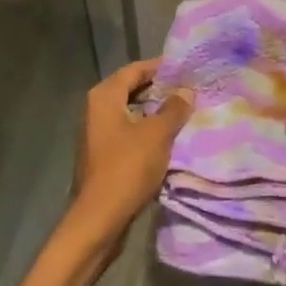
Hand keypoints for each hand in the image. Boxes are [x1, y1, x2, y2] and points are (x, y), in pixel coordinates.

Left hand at [66, 58, 193, 259]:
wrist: (99, 219)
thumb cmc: (127, 168)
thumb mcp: (157, 135)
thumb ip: (173, 109)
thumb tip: (186, 91)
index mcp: (104, 97)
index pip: (135, 69)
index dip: (160, 67)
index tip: (185, 67)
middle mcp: (96, 109)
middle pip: (131, 89)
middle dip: (159, 88)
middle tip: (189, 88)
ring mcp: (97, 133)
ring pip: (131, 112)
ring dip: (155, 110)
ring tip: (184, 110)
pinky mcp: (103, 154)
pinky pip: (128, 131)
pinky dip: (147, 129)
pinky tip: (169, 136)